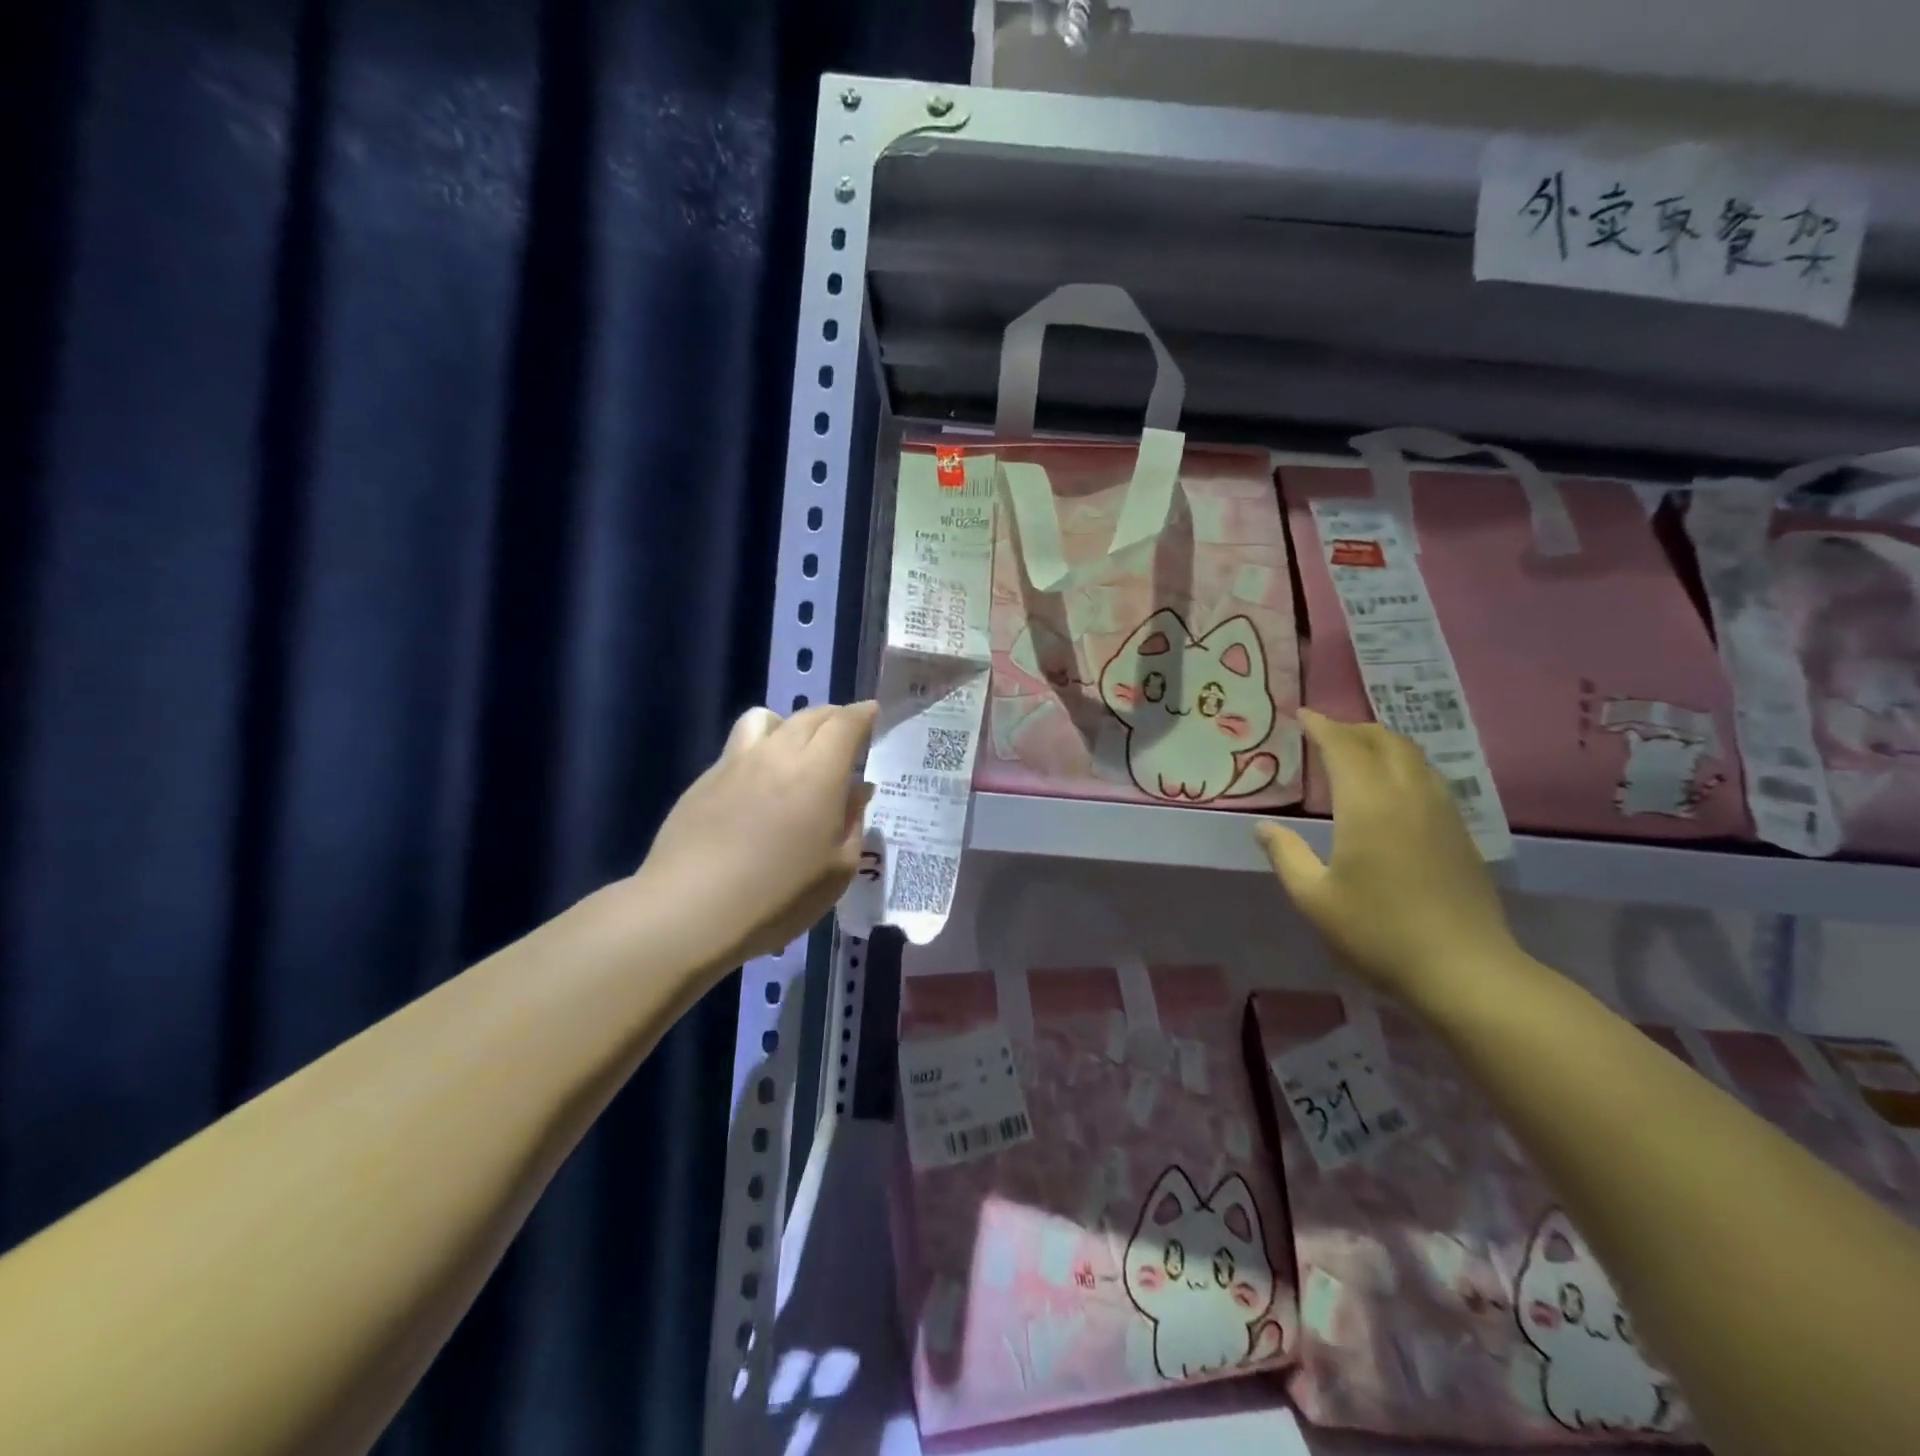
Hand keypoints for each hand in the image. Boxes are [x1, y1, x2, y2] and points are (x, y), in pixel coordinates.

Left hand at [632, 701, 875, 970]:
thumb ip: (852, 820)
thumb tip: (857, 790)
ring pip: (765, 719)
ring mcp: (736, 763)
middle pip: (809, 715)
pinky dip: (758, 751)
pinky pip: (739, 747)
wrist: (691, 910)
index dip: (862, 714)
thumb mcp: (838, 869)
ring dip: (788, 724)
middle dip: (832, 718)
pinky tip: (757, 785)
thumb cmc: (780, 895)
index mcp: (818, 771)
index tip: (872, 714)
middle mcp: (777, 754)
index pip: (845, 723)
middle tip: (844, 735)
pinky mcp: (704, 780)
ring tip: (794, 750)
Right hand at [1254, 710, 1522, 1011]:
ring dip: (1381, 742)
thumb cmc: (1378, 931)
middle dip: (1352, 728)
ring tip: (1356, 751)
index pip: (1343, 747)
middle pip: (1383, 740)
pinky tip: (1391, 787)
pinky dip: (1403, 764)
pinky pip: (1428, 777)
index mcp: (1368, 805)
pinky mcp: (1459, 831)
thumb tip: (1264, 827)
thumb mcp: (1314, 898)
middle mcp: (1408, 795)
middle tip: (1324, 732)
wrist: (1464, 969)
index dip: (1321, 726)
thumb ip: (1286, 855)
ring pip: (1412, 755)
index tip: (1301, 714)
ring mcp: (1440, 811)